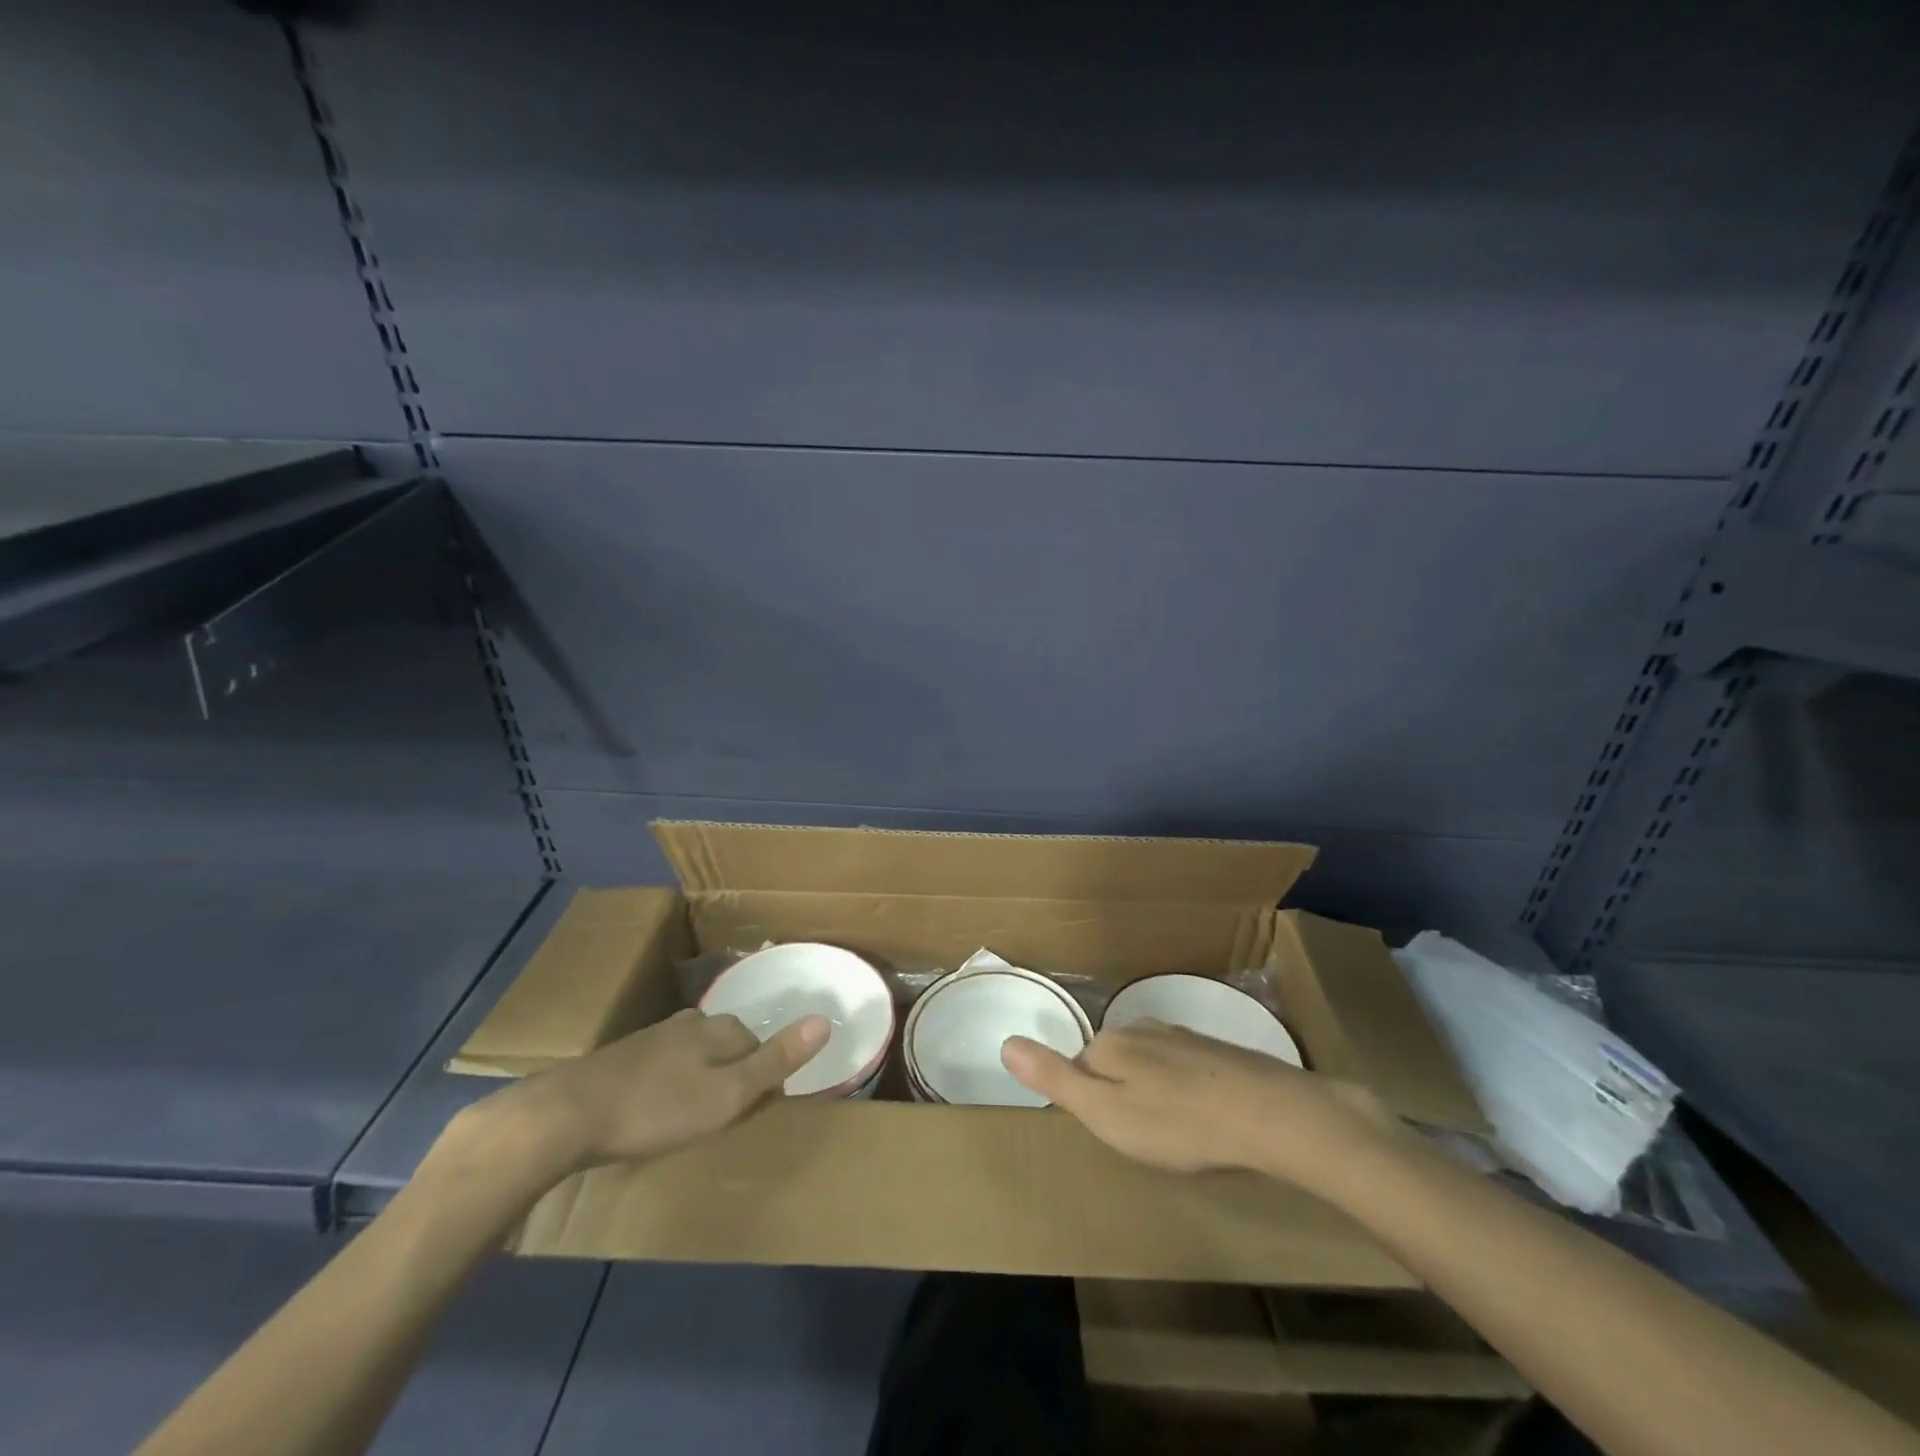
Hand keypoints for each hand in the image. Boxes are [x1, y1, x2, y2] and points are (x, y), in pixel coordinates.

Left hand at [490, 1008, 828, 1175]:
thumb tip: (826, 1019)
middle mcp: (689, 1023)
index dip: (762, 1079)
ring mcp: (653, 1037)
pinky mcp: (623, 1058)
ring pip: (694, 1056)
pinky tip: (654, 1112)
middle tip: (721, 1121)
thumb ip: (776, 1060)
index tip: (750, 1114)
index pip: (759, 1044)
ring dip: (700, 1082)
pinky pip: (663, 1067)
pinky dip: (669, 1088)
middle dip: (732, 1077)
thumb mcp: (727, 1093)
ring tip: (690, 1121)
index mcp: (719, 1028)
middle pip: (728, 1046)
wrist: (565, 1116)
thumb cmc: (657, 1108)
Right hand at [1001, 1019, 1396, 1187]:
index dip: (1090, 1099)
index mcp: (1111, 1042)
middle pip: (1115, 1060)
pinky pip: (1186, 1069)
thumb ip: (1055, 1078)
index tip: (1112, 1131)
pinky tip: (1205, 1117)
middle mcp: (1143, 1027)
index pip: (1081, 1063)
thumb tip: (1005, 1042)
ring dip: (1155, 1092)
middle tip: (1145, 1137)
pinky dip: (1187, 1090)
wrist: (1270, 1114)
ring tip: (1176, 1133)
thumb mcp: (1105, 1112)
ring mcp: (1184, 1036)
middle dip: (1121, 1093)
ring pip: (1152, 1063)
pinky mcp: (1219, 1050)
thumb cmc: (1178, 1123)